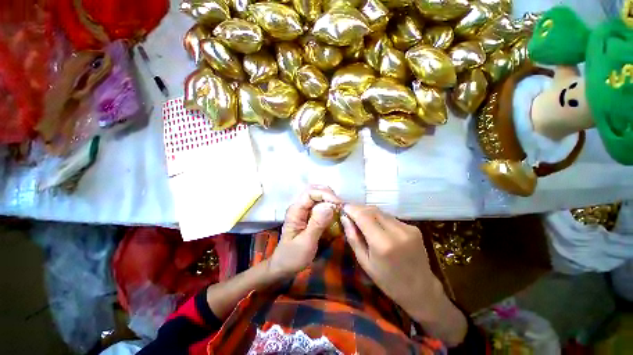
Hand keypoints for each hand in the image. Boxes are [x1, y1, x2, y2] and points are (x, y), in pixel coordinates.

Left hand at [267, 186, 340, 278]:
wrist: (284, 266)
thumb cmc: (293, 256)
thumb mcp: (306, 243)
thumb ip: (317, 224)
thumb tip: (330, 206)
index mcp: (295, 210)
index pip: (310, 193)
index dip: (325, 194)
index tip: (338, 204)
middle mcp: (299, 207)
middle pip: (314, 191)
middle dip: (329, 195)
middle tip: (340, 206)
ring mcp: (304, 210)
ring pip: (318, 197)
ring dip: (330, 199)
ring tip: (339, 209)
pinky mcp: (309, 216)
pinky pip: (320, 205)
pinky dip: (329, 206)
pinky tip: (335, 213)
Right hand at [341, 204, 466, 345]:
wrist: (421, 290)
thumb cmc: (387, 281)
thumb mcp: (364, 262)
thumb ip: (353, 237)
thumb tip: (344, 218)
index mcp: (383, 243)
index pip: (363, 215)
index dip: (352, 208)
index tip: (343, 207)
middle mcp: (397, 231)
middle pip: (373, 210)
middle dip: (359, 208)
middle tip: (350, 213)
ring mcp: (408, 228)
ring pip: (382, 212)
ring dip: (369, 213)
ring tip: (361, 219)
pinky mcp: (414, 228)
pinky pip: (391, 218)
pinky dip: (380, 219)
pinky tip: (377, 227)